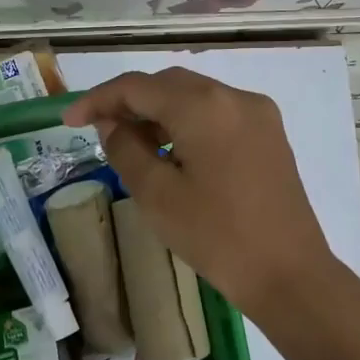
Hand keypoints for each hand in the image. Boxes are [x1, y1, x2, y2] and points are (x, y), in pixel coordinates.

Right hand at [65, 69, 342, 317]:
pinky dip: (187, 122)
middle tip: (100, 131)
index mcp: (203, 106)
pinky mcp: (269, 134)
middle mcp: (233, 96)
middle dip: (129, 102)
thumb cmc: (216, 236)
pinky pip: (217, 113)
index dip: (98, 99)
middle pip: (167, 85)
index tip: (69, 121)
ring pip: (193, 96)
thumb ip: (124, 148)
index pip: (137, 87)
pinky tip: (173, 152)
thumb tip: (111, 124)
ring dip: (158, 112)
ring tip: (133, 144)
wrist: (289, 275)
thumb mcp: (156, 194)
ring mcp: (257, 113)